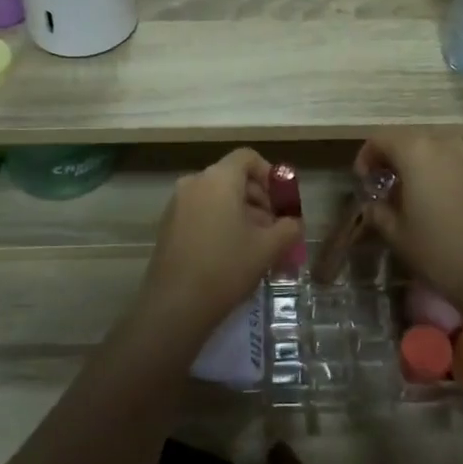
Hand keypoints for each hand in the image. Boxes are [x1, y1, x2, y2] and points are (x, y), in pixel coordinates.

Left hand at [143, 149, 301, 331]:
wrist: (175, 305)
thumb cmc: (226, 267)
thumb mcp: (268, 248)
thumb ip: (288, 228)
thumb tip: (294, 223)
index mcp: (218, 178)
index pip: (247, 158)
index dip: (270, 175)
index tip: (282, 202)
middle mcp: (194, 182)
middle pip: (233, 177)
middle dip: (259, 199)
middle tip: (275, 228)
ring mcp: (177, 204)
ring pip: (217, 197)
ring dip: (241, 213)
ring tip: (258, 244)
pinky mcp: (168, 225)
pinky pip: (201, 211)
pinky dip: (220, 222)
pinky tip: (233, 253)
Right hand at [354, 133, 462, 304]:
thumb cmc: (439, 251)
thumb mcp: (396, 234)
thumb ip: (378, 211)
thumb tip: (373, 204)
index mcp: (416, 150)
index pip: (380, 139)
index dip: (366, 158)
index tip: (364, 183)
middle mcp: (444, 143)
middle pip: (407, 139)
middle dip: (391, 158)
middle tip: (383, 187)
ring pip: (433, 148)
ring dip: (416, 163)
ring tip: (410, 193)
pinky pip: (453, 161)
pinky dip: (439, 171)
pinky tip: (437, 201)